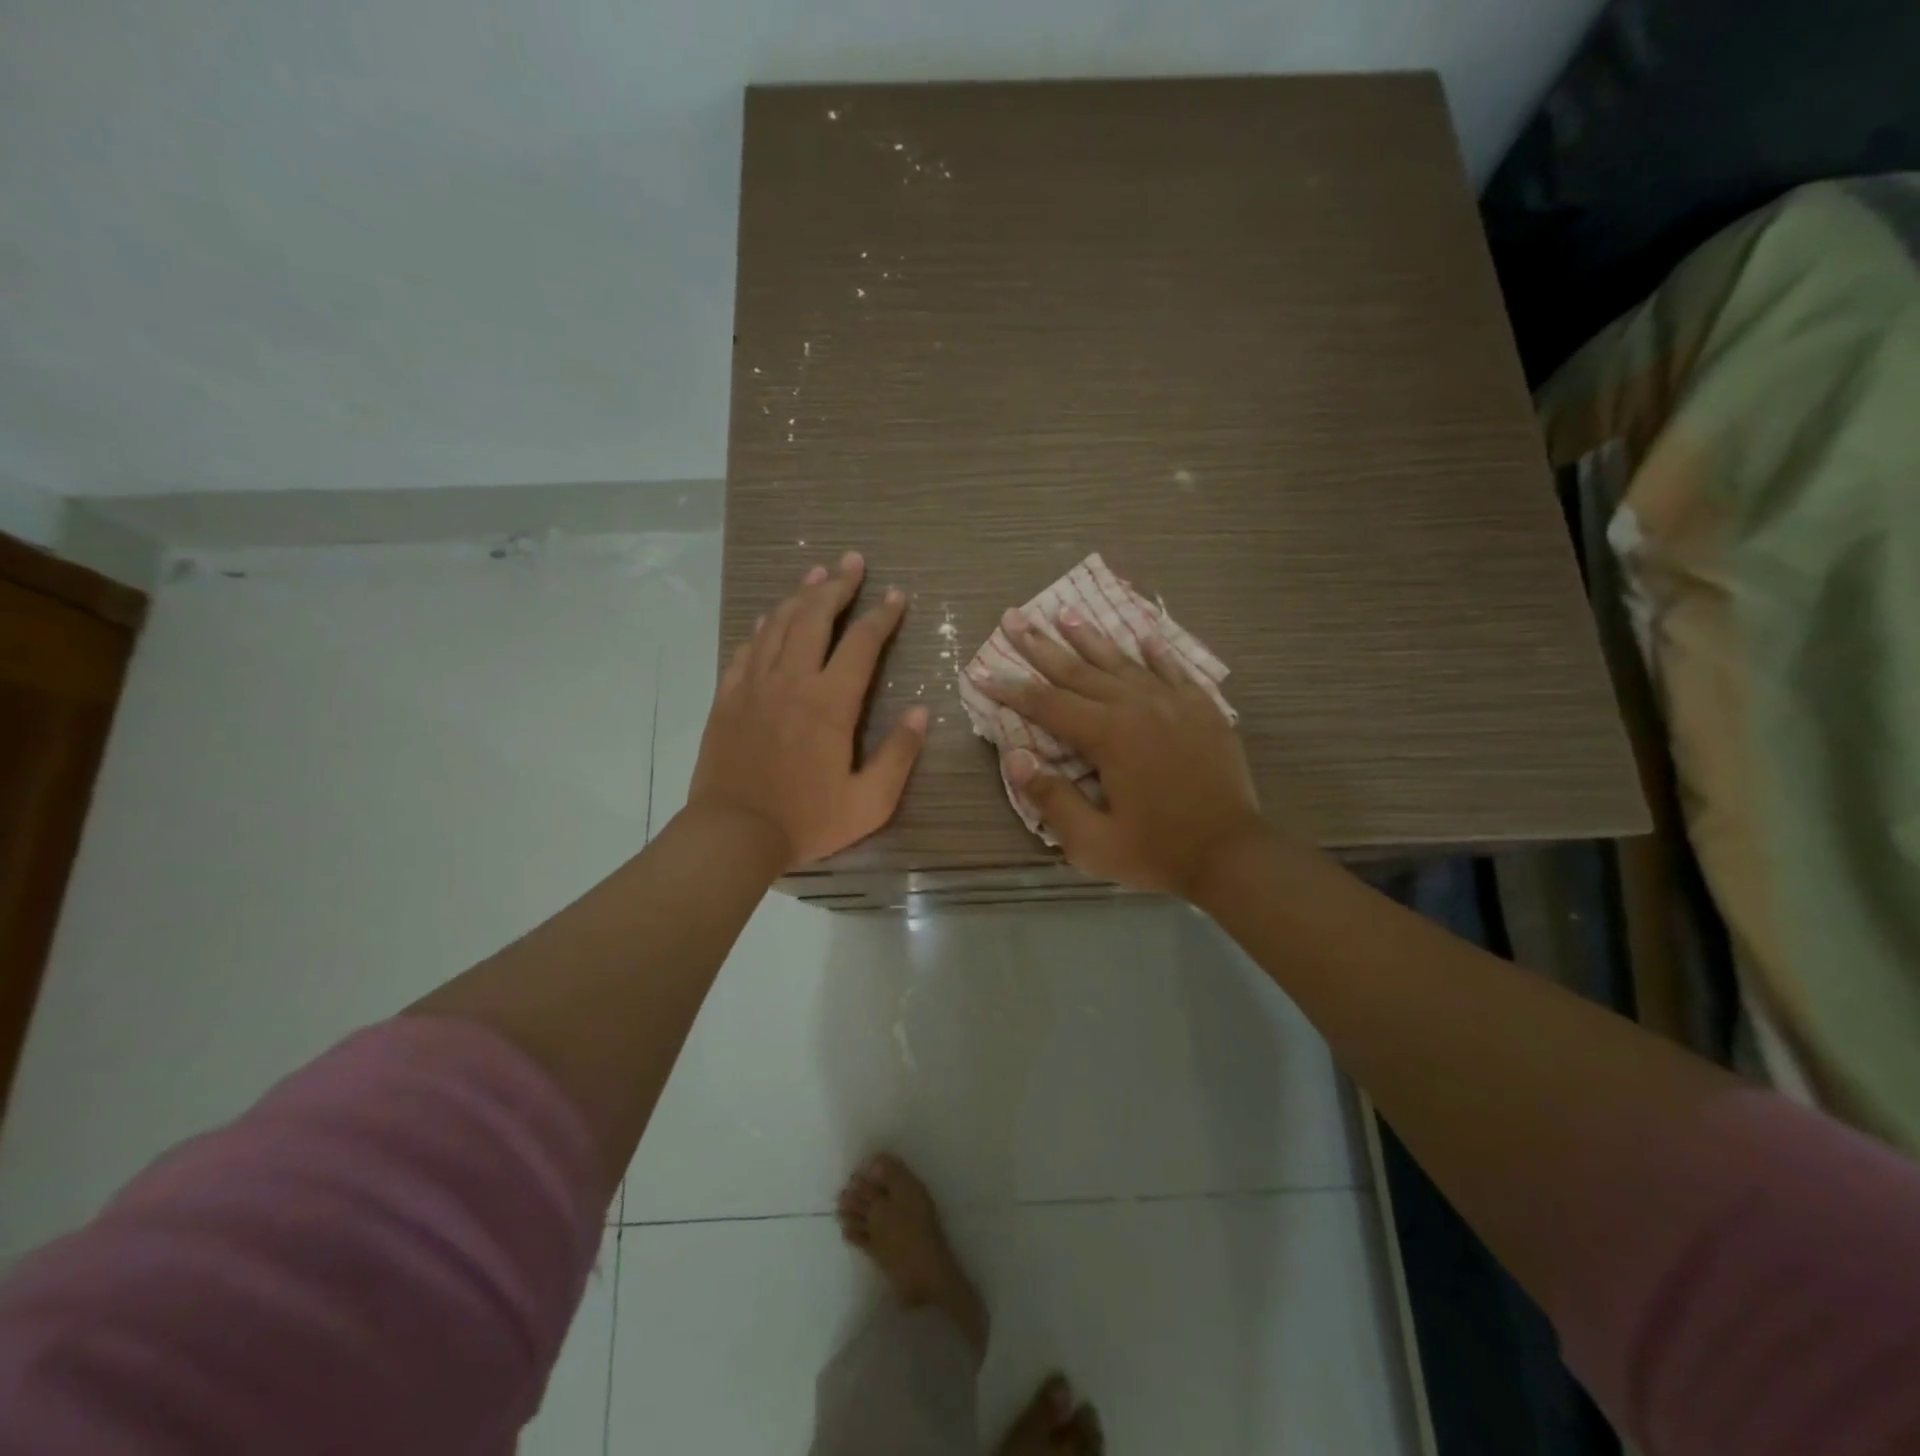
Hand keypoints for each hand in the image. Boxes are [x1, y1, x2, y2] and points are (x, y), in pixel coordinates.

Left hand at [687, 552, 927, 870]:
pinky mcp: (728, 697)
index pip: (862, 642)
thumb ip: (899, 755)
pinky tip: (771, 618)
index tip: (896, 595)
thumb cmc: (806, 821)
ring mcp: (754, 685)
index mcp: (830, 703)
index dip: (882, 615)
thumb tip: (921, 712)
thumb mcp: (869, 801)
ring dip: (801, 596)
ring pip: (779, 624)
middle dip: (838, 586)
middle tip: (853, 562)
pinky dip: (764, 627)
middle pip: (815, 616)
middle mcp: (792, 681)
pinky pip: (747, 648)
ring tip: (818, 576)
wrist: (732, 834)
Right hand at [970, 606, 1265, 896]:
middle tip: (1013, 618)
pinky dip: (1156, 652)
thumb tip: (1015, 757)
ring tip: (1066, 612)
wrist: (1233, 853)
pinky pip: (1174, 670)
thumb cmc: (1156, 852)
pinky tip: (1144, 635)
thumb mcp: (1092, 842)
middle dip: (1041, 645)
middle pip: (1078, 670)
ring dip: (1090, 637)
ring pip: (1122, 661)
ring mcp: (1173, 703)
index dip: (1010, 688)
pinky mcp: (1203, 709)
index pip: (1046, 704)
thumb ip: (1051, 798)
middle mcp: (1136, 706)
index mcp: (1107, 735)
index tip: (981, 671)